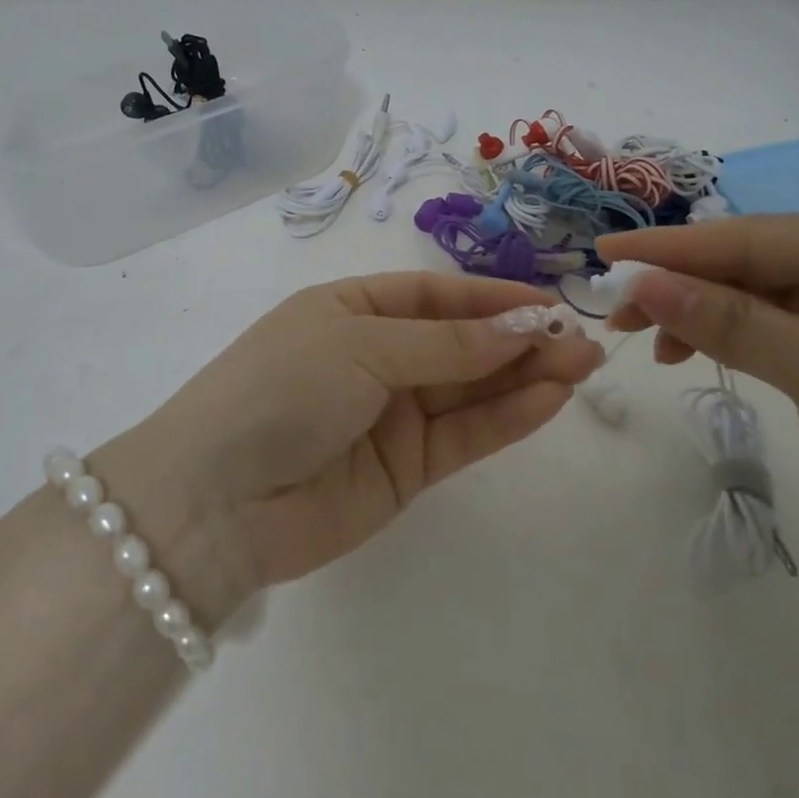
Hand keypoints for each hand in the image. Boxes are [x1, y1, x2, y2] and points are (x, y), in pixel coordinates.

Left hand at [91, 273, 602, 614]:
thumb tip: (521, 327)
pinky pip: (463, 436)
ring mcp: (390, 416)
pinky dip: (506, 418)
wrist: (216, 501)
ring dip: (525, 377)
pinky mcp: (404, 470)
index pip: (435, 295)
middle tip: (582, 340)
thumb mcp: (360, 346)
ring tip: (582, 365)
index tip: (547, 303)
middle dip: (519, 339)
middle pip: (460, 343)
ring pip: (470, 389)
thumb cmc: (280, 390)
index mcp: (351, 311)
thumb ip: (445, 344)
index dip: (491, 298)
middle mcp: (374, 358)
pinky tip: (550, 400)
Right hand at [598, 216, 798, 572]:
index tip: (606, 253)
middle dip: (682, 285)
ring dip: (696, 314)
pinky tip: (688, 354)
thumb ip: (732, 323)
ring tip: (644, 340)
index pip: (758, 237)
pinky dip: (726, 339)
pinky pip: (769, 329)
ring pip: (754, 296)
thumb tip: (644, 282)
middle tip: (616, 311)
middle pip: (752, 264)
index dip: (675, 248)